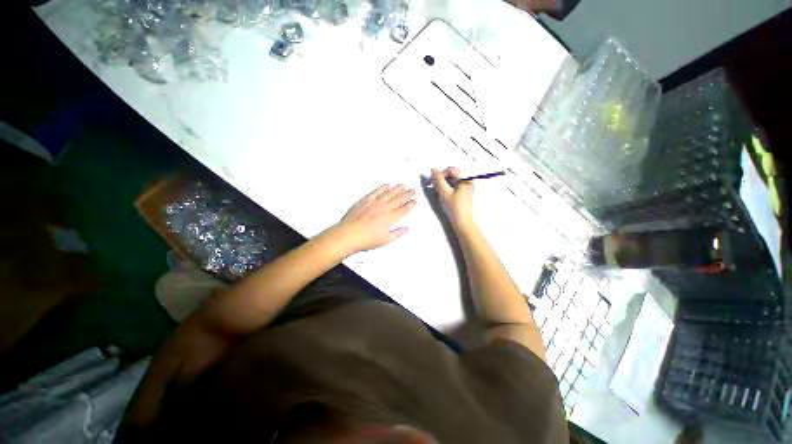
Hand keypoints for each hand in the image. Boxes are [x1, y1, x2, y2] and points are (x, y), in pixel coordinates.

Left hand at [334, 184, 416, 252]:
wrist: (349, 234)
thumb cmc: (367, 240)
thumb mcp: (386, 240)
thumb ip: (398, 233)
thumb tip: (407, 228)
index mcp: (390, 218)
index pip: (403, 209)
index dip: (410, 205)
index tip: (414, 200)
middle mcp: (384, 208)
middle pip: (398, 199)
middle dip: (406, 194)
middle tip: (412, 190)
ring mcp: (375, 203)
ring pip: (389, 193)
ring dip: (397, 188)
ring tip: (403, 185)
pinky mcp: (365, 200)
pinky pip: (376, 191)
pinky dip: (382, 188)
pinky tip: (387, 185)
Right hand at [431, 167, 474, 229]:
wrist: (462, 222)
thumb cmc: (455, 208)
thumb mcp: (444, 192)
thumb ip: (438, 180)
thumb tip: (433, 170)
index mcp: (465, 179)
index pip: (451, 169)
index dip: (441, 174)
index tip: (435, 182)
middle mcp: (467, 182)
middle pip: (452, 175)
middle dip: (442, 180)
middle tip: (435, 187)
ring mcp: (466, 188)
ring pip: (451, 181)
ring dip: (443, 185)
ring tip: (438, 193)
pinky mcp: (463, 194)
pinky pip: (453, 187)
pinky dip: (447, 189)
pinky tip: (443, 196)